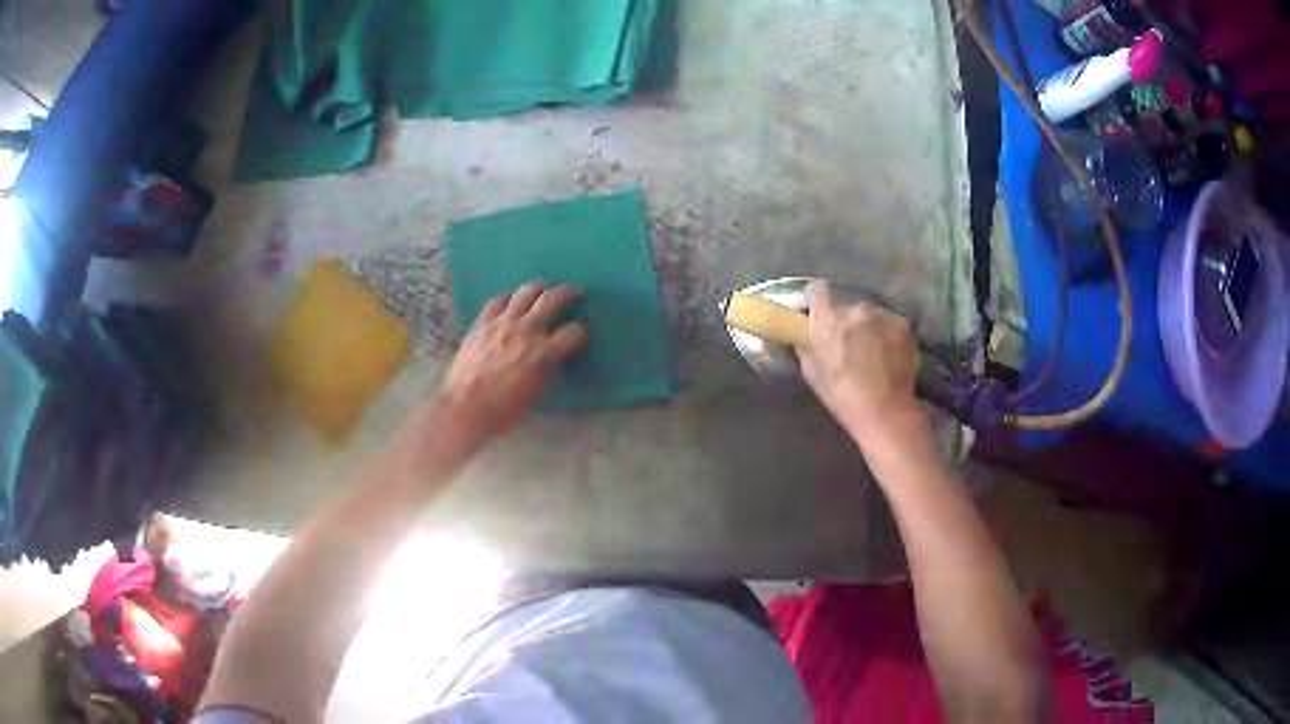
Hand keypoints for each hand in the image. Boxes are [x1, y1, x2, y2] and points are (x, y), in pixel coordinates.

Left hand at [439, 282, 586, 440]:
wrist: (465, 408)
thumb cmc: (504, 411)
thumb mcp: (538, 395)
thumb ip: (551, 371)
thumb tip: (556, 359)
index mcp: (544, 352)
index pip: (573, 332)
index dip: (580, 332)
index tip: (578, 334)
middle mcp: (526, 330)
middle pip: (552, 299)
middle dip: (568, 292)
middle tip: (574, 291)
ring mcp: (502, 323)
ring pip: (525, 292)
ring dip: (539, 288)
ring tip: (544, 290)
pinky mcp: (482, 323)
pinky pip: (497, 301)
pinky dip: (508, 298)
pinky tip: (510, 301)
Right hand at [799, 281, 920, 441]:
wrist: (885, 412)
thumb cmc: (843, 396)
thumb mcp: (812, 373)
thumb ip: (806, 346)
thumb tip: (803, 333)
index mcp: (828, 320)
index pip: (817, 289)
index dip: (816, 299)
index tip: (818, 312)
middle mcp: (856, 310)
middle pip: (848, 306)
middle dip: (847, 320)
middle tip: (849, 343)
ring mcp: (883, 316)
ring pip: (871, 315)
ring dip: (870, 327)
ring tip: (873, 352)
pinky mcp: (903, 325)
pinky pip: (891, 323)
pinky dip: (889, 335)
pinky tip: (890, 355)